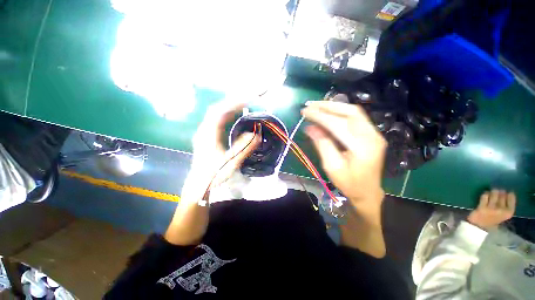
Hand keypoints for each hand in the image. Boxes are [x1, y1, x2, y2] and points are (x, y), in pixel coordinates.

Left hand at [189, 101, 259, 196]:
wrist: (199, 185)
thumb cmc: (214, 174)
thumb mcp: (231, 162)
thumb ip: (244, 147)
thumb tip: (256, 133)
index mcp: (208, 134)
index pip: (219, 112)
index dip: (233, 103)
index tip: (248, 100)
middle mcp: (204, 130)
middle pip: (217, 110)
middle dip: (232, 103)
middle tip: (248, 100)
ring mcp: (204, 133)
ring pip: (216, 114)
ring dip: (229, 108)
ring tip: (243, 106)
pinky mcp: (207, 136)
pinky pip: (217, 121)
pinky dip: (227, 116)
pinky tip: (234, 117)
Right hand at [301, 99, 386, 212]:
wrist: (368, 192)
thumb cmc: (348, 183)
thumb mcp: (331, 167)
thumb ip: (322, 144)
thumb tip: (309, 128)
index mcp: (362, 147)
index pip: (337, 124)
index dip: (320, 116)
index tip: (305, 112)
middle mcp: (372, 136)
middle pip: (350, 112)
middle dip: (328, 106)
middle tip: (310, 105)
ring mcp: (374, 133)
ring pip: (354, 111)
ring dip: (334, 106)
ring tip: (317, 106)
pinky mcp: (372, 134)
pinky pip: (356, 117)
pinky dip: (341, 112)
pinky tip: (329, 112)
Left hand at [467, 189, 515, 229]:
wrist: (480, 227)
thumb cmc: (492, 220)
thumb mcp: (503, 214)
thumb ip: (506, 205)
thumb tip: (507, 193)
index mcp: (509, 212)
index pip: (511, 197)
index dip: (508, 194)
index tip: (506, 193)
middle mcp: (502, 210)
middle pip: (502, 194)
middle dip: (499, 192)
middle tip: (496, 193)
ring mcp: (492, 209)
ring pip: (494, 193)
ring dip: (492, 192)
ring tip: (490, 194)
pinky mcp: (482, 207)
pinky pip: (485, 196)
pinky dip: (485, 194)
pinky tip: (485, 196)